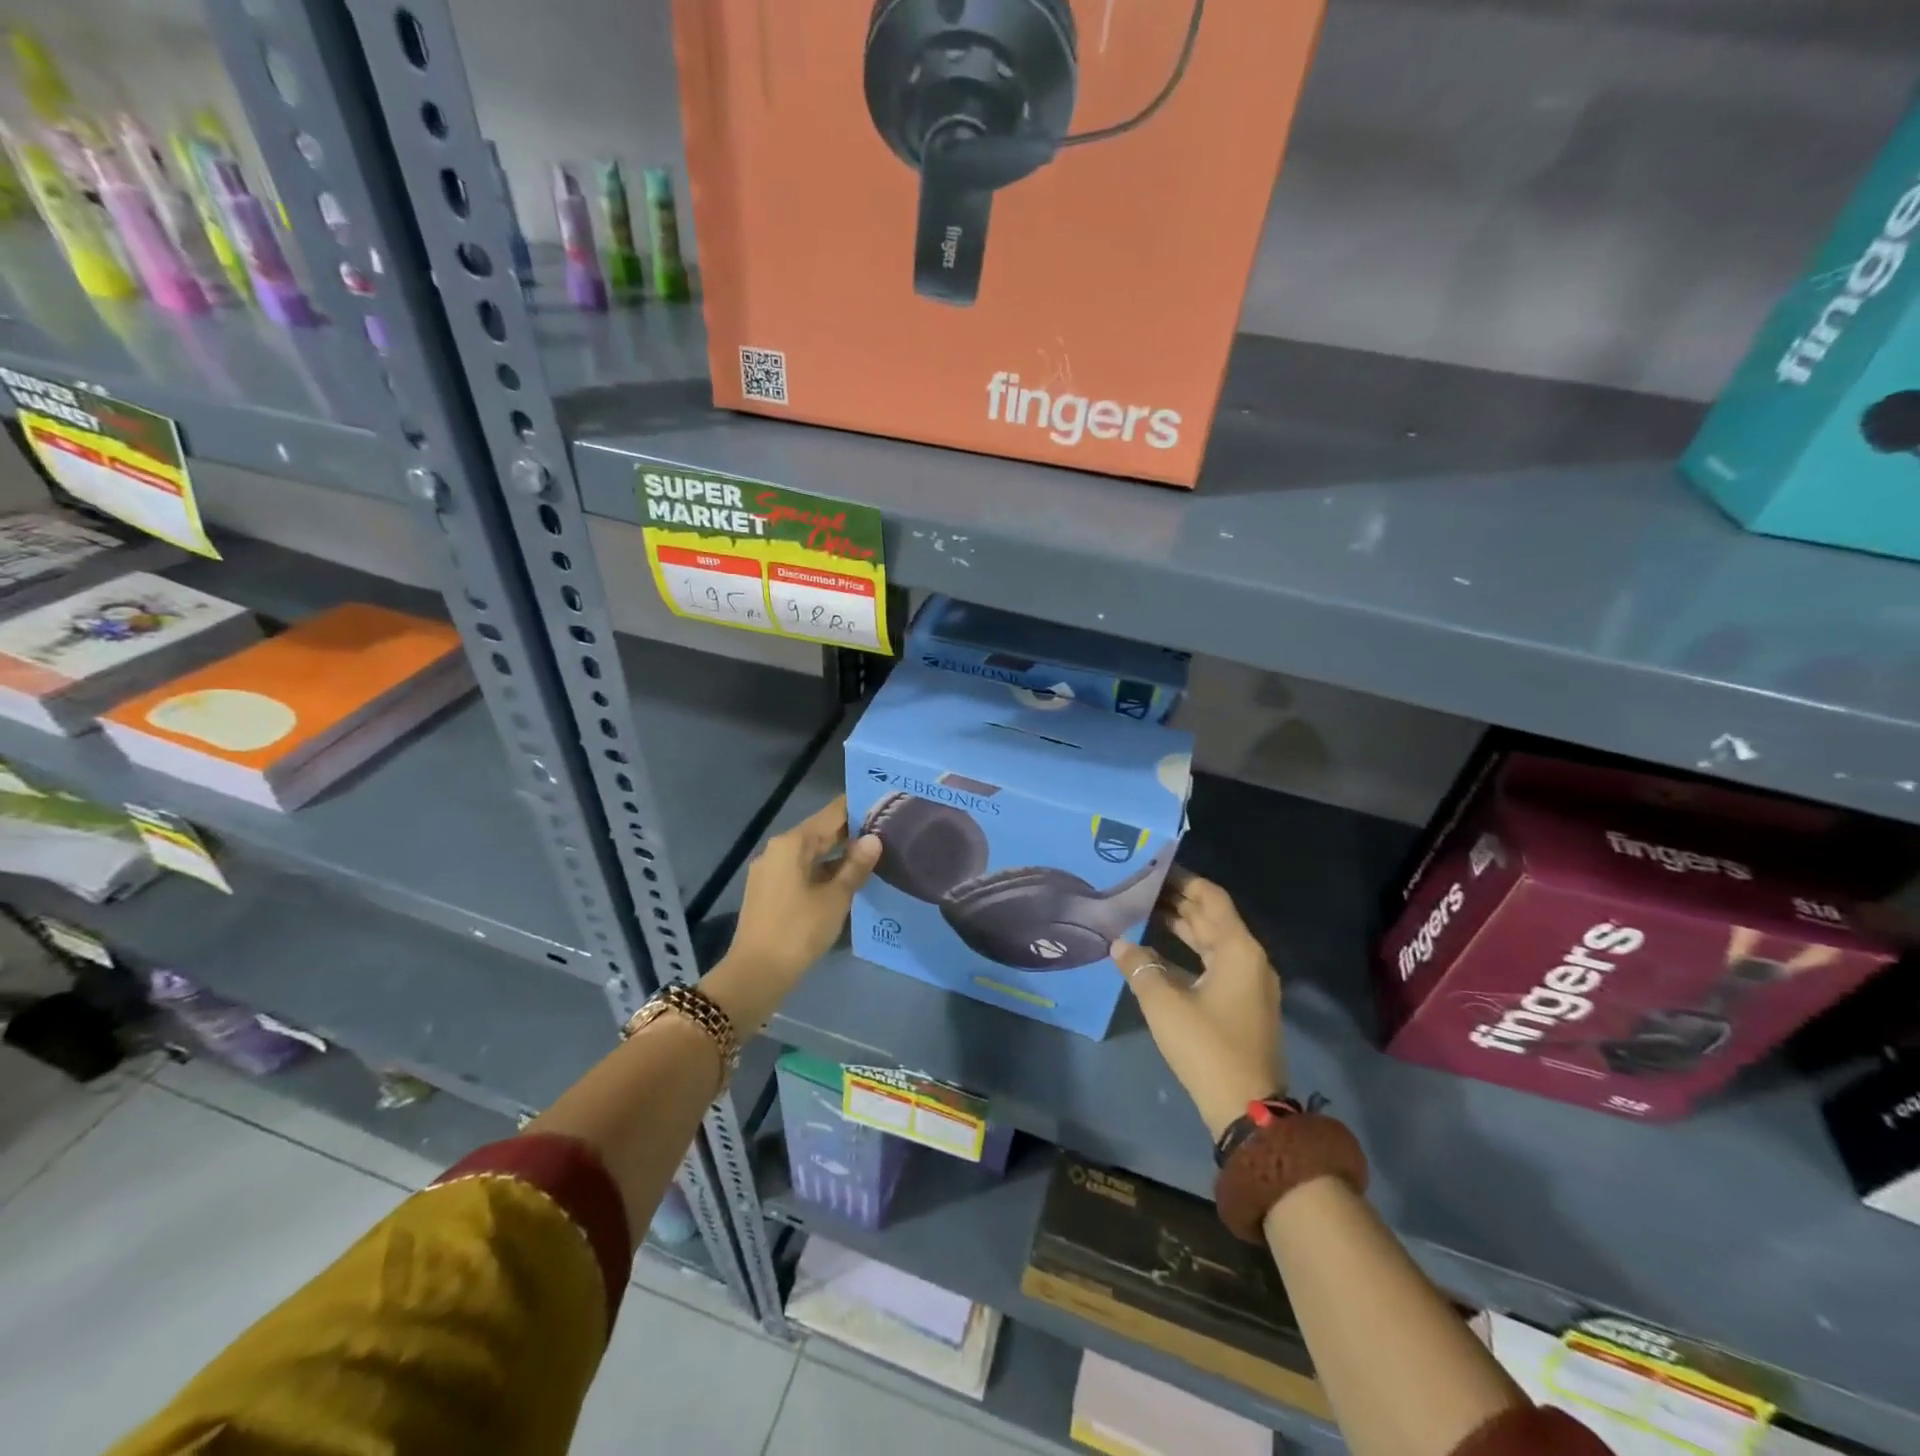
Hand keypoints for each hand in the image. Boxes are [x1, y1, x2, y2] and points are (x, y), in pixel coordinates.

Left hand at [705, 795, 880, 1031]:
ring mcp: (771, 870)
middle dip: (851, 832)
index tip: (885, 805)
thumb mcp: (835, 897)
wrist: (756, 973)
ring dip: (839, 854)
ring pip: (811, 853)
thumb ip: (856, 866)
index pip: (832, 813)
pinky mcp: (769, 891)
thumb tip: (875, 839)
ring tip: (873, 855)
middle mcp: (778, 849)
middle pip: (820, 832)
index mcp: (792, 843)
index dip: (858, 808)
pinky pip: (802, 870)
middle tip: (886, 830)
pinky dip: (824, 870)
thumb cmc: (798, 930)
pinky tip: (847, 879)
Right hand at [1112, 870, 1284, 1139]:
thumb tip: (1119, 943)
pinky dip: (1186, 952)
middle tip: (1138, 887)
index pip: (1210, 897)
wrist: (1245, 1109)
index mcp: (1238, 949)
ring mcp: (1248, 983)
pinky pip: (1212, 963)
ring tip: (1142, 911)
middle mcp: (1248, 959)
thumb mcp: (1164, 1003)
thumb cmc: (1206, 1046)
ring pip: (1211, 941)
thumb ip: (1139, 966)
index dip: (1183, 880)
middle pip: (1211, 917)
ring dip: (1180, 926)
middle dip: (1176, 901)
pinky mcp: (1241, 1004)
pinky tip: (1155, 952)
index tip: (1152, 868)